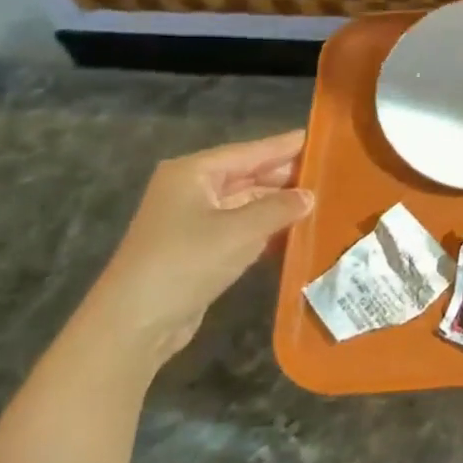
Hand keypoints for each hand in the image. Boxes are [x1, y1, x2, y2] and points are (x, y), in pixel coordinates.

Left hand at [80, 130, 313, 365]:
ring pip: (244, 202)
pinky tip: (293, 230)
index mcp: (193, 172)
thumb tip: (309, 196)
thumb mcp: (241, 231)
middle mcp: (190, 189)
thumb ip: (279, 208)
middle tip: (328, 172)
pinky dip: (264, 227)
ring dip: (277, 204)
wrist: (134, 323)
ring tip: (319, 199)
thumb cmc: (186, 262)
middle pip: (247, 175)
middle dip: (284, 176)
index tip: (319, 139)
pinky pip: (239, 227)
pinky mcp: (196, 248)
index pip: (250, 152)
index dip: (285, 146)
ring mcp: (191, 220)